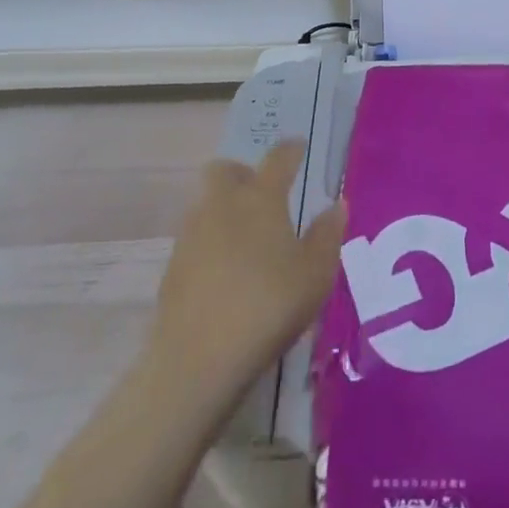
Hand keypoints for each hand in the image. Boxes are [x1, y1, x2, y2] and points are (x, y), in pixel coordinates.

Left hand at [143, 143, 346, 412]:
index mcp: (261, 197)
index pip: (278, 157)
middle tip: (263, 195)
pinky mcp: (172, 268)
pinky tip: (225, 275)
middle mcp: (222, 205)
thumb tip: (336, 204)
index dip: (290, 149)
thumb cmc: (269, 306)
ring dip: (224, 210)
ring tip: (247, 241)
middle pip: (225, 170)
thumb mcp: (315, 273)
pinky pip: (194, 240)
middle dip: (243, 173)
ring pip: (206, 204)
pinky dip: (210, 245)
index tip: (298, 147)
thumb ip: (327, 234)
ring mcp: (191, 235)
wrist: (197, 360)